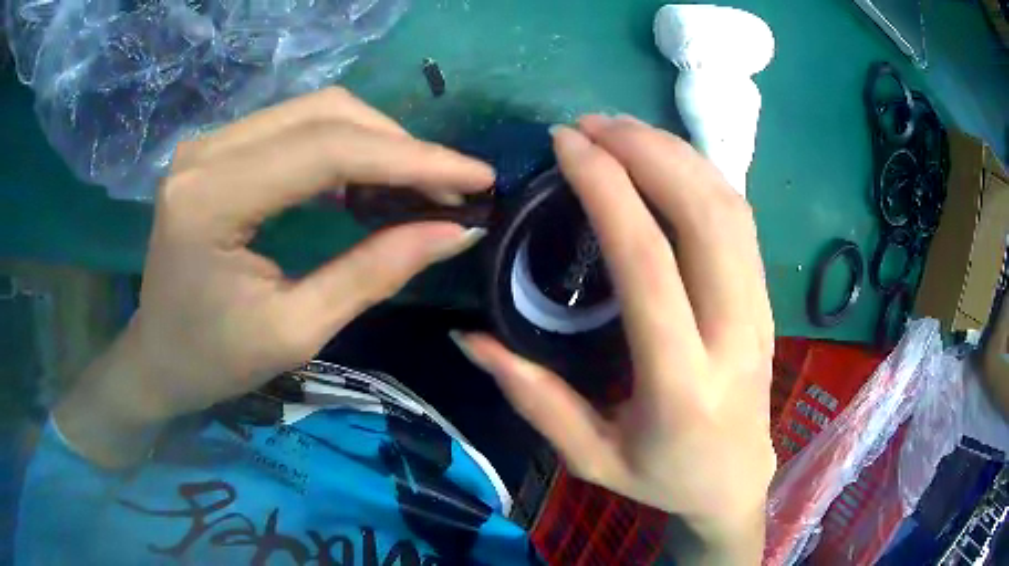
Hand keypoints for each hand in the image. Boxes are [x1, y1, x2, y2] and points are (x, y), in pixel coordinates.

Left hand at [54, 88, 493, 466]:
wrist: (157, 357)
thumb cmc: (215, 361)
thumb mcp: (297, 331)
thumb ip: (374, 273)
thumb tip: (455, 231)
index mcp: (211, 200)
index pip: (327, 151)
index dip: (412, 159)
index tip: (476, 176)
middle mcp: (206, 152)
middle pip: (325, 114)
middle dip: (399, 145)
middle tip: (450, 187)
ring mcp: (208, 144)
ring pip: (314, 112)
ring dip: (375, 142)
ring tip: (418, 185)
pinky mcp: (216, 150)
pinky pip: (293, 127)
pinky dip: (343, 147)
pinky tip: (370, 180)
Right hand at [453, 116, 774, 562]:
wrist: (734, 481)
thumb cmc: (662, 477)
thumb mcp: (589, 457)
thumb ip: (532, 397)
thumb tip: (468, 338)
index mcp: (681, 382)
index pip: (648, 262)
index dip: (607, 190)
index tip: (566, 145)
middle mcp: (732, 335)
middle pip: (703, 215)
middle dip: (646, 152)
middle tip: (591, 125)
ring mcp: (759, 311)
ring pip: (729, 207)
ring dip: (676, 153)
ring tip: (622, 129)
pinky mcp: (766, 299)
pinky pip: (741, 220)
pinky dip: (701, 174)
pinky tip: (664, 158)